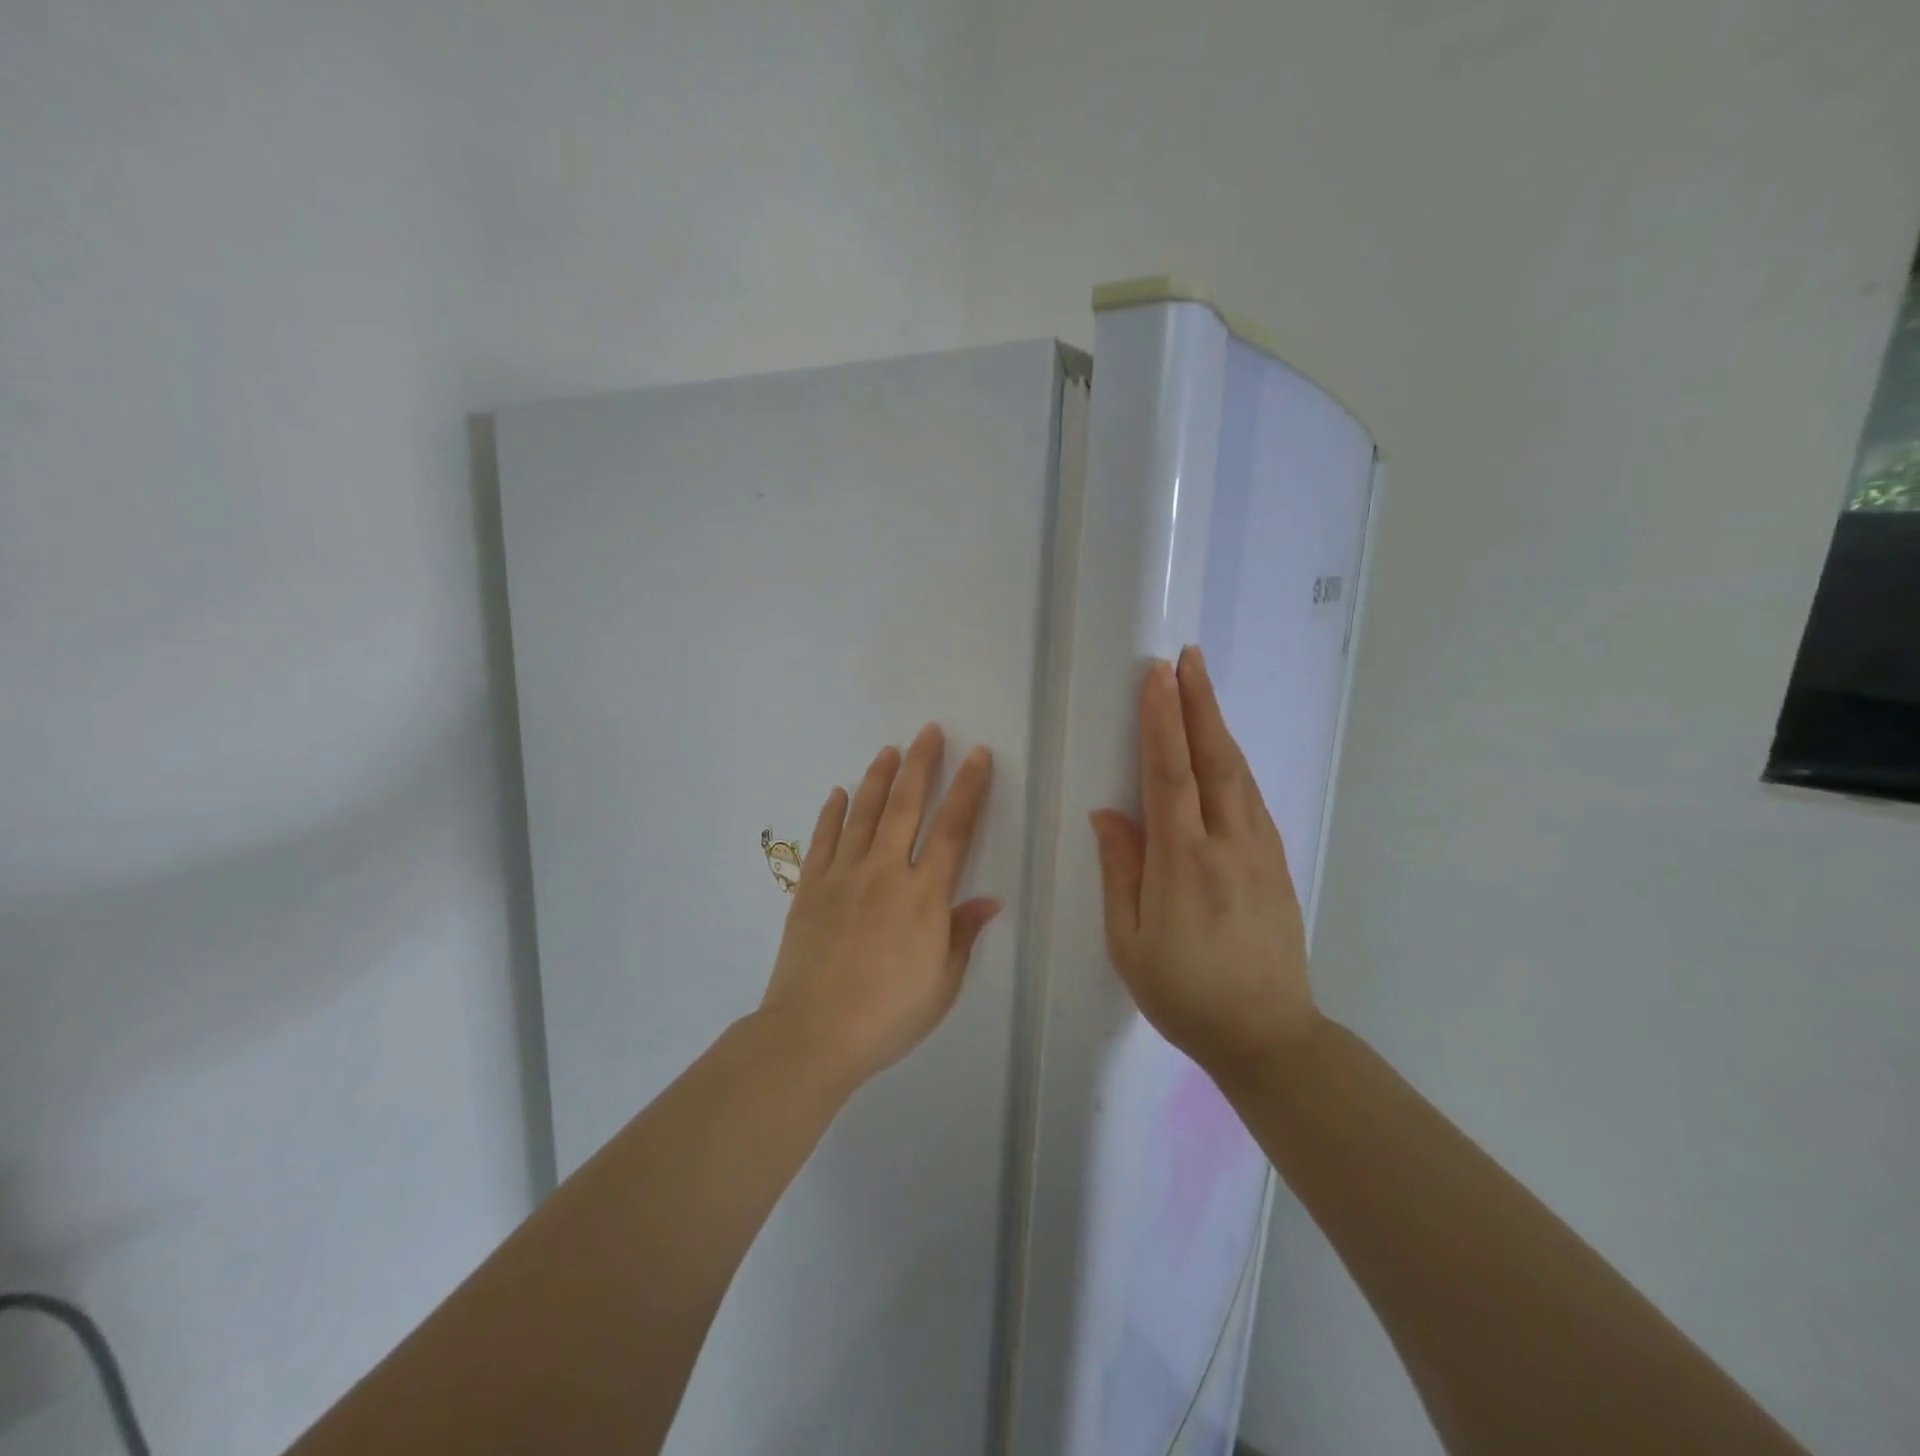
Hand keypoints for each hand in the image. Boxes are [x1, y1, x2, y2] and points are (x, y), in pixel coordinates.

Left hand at [760, 725, 999, 1090]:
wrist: (812, 1034)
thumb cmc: (888, 1015)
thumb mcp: (942, 983)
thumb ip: (962, 934)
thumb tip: (988, 900)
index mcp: (924, 895)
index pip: (954, 828)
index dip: (969, 789)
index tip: (979, 756)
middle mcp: (885, 872)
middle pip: (907, 805)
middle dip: (922, 764)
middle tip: (930, 731)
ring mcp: (843, 875)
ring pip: (864, 813)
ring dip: (879, 778)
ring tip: (890, 750)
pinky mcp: (810, 887)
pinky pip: (823, 839)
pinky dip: (831, 812)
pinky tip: (838, 792)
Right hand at [1090, 647, 1319, 1082]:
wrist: (1267, 1035)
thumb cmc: (1183, 992)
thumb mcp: (1129, 940)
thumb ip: (1120, 870)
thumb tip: (1108, 812)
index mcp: (1183, 862)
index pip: (1170, 774)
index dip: (1163, 720)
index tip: (1158, 676)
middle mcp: (1227, 844)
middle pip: (1213, 759)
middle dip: (1199, 703)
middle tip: (1188, 658)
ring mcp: (1260, 852)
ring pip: (1238, 774)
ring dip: (1219, 726)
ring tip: (1203, 690)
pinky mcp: (1277, 864)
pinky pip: (1252, 799)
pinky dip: (1234, 764)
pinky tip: (1224, 753)